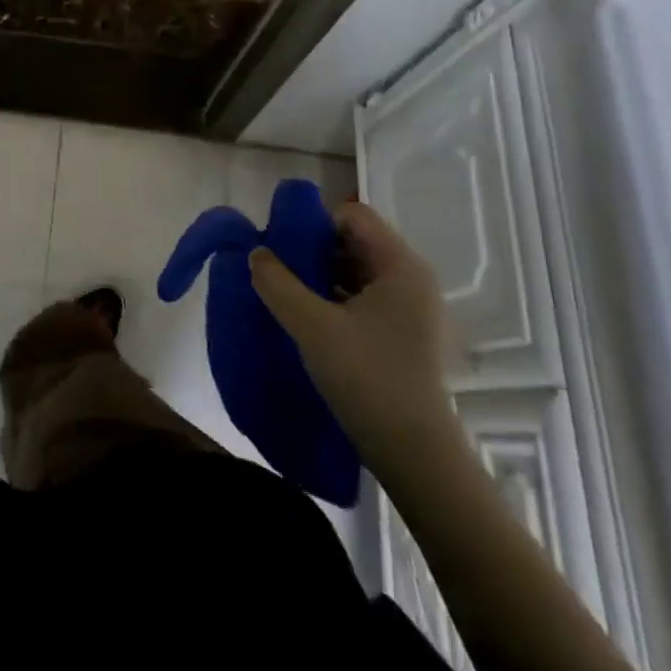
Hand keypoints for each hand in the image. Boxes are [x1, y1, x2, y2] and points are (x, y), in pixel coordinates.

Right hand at [250, 201, 456, 475]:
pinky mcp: (404, 335)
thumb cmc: (368, 378)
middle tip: (278, 272)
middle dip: (312, 251)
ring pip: (355, 272)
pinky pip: (362, 299)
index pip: (352, 215)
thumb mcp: (312, 325)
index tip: (283, 248)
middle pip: (353, 242)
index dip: (313, 223)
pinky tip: (308, 321)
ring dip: (320, 278)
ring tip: (287, 297)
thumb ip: (277, 282)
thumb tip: (256, 253)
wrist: (415, 454)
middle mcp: (411, 279)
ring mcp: (411, 309)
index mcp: (400, 265)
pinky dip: (334, 301)